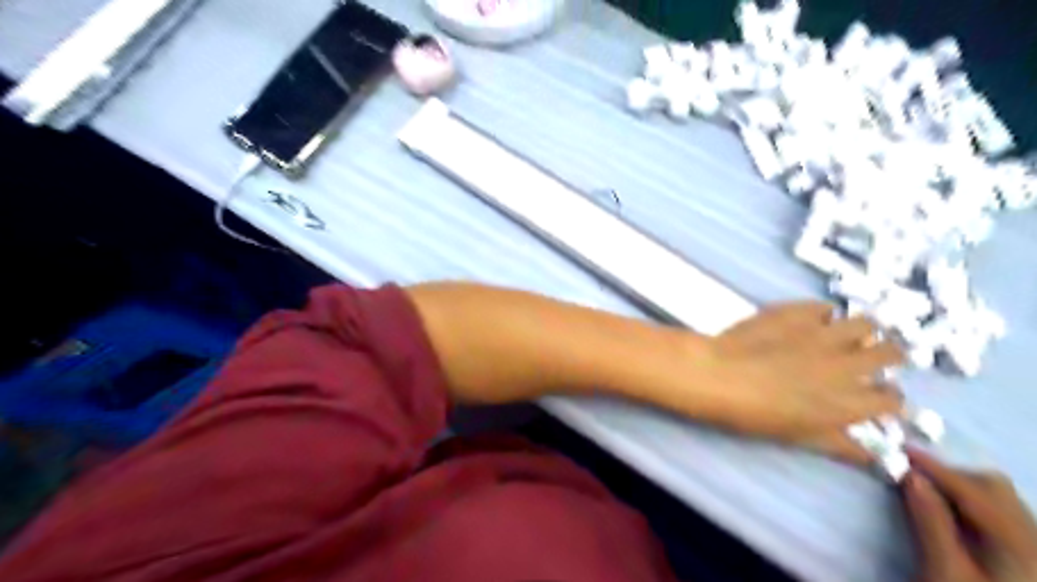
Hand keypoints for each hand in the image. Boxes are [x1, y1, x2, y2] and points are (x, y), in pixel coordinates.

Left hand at [699, 303, 904, 462]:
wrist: (719, 375)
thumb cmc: (755, 414)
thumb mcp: (800, 439)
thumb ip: (840, 446)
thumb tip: (873, 458)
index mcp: (850, 401)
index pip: (892, 400)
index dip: (887, 400)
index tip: (875, 398)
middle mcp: (847, 364)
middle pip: (891, 353)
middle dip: (887, 357)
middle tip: (869, 359)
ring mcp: (824, 334)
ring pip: (866, 325)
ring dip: (862, 331)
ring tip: (846, 336)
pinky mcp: (799, 312)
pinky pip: (824, 307)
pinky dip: (823, 314)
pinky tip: (811, 321)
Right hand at [901, 451, 1036, 581]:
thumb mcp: (944, 573)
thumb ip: (931, 522)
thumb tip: (912, 478)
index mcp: (1017, 544)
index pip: (972, 490)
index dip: (935, 467)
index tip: (899, 449)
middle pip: (995, 489)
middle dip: (951, 474)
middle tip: (910, 473)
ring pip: (1004, 501)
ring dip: (963, 488)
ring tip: (927, 490)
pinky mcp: (1032, 559)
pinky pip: (1007, 516)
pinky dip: (976, 504)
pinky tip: (954, 515)